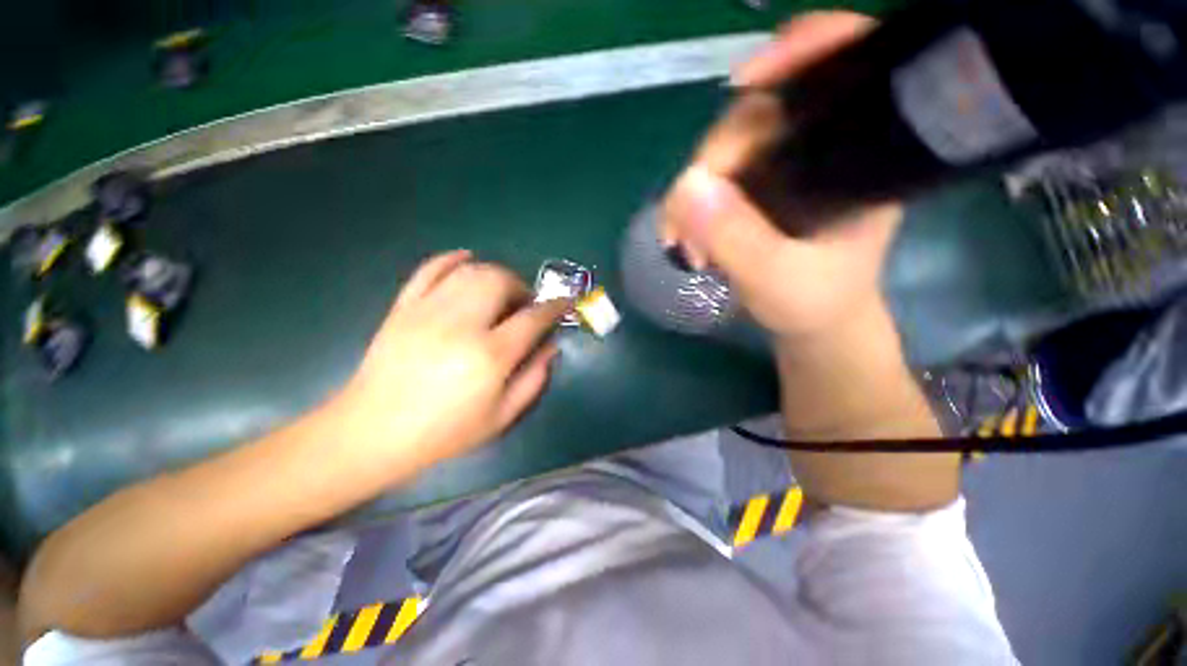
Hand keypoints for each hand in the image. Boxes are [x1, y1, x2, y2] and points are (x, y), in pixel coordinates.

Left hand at [332, 250, 568, 470]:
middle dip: (521, 286)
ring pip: (471, 270)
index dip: (554, 307)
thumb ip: (534, 379)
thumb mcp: (501, 417)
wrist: (372, 432)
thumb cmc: (444, 432)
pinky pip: (431, 268)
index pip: (533, 317)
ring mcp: (428, 311)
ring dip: (495, 274)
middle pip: (500, 281)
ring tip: (500, 293)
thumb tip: (551, 347)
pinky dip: (452, 259)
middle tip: (524, 304)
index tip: (565, 302)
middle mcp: (461, 325)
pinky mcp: (404, 307)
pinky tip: (466, 261)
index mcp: (489, 355)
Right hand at [660, 12, 896, 341]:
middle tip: (685, 224)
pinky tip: (685, 234)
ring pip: (728, 146)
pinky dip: (692, 202)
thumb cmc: (814, 303)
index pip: (844, 67)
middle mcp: (823, 147)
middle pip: (760, 113)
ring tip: (683, 242)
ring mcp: (786, 165)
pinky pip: (716, 175)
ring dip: (693, 190)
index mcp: (860, 156)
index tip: (746, 82)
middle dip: (712, 162)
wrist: (812, 321)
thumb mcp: (777, 279)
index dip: (802, 49)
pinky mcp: (759, 185)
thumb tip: (686, 186)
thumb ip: (736, 237)